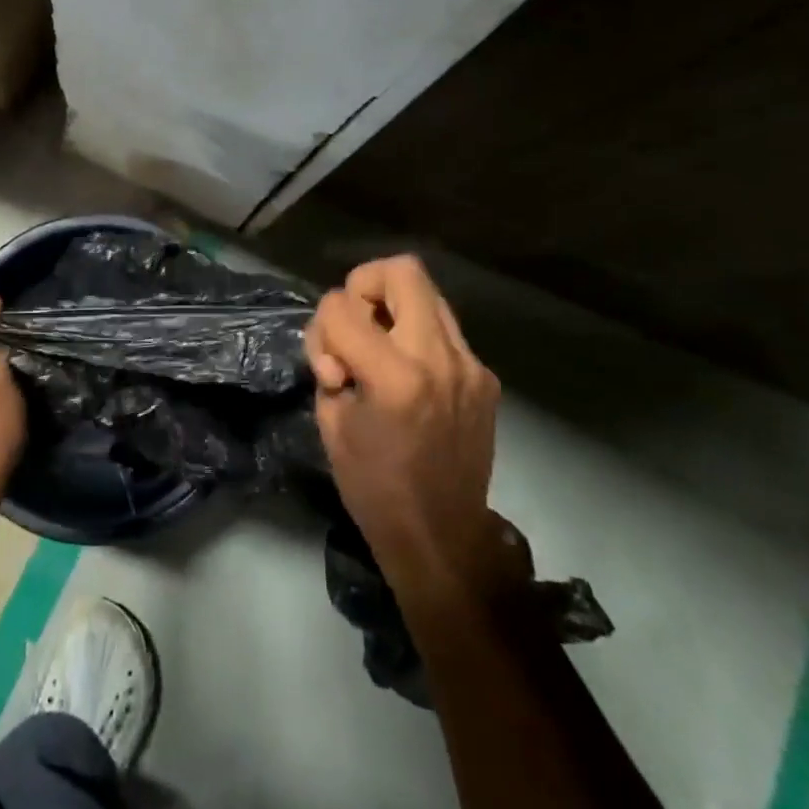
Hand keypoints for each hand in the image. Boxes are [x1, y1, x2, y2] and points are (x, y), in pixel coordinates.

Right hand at [305, 256, 506, 605]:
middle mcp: (440, 358)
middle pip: (402, 271)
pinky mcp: (485, 377)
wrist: (442, 537)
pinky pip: (444, 330)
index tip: (333, 370)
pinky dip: (417, 338)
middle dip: (365, 286)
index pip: (343, 305)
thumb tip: (342, 338)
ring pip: (429, 294)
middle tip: (357, 326)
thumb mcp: (332, 422)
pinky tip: (409, 378)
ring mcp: (471, 365)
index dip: (323, 327)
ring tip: (381, 351)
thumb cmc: (374, 488)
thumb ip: (332, 364)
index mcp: (396, 376)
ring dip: (394, 309)